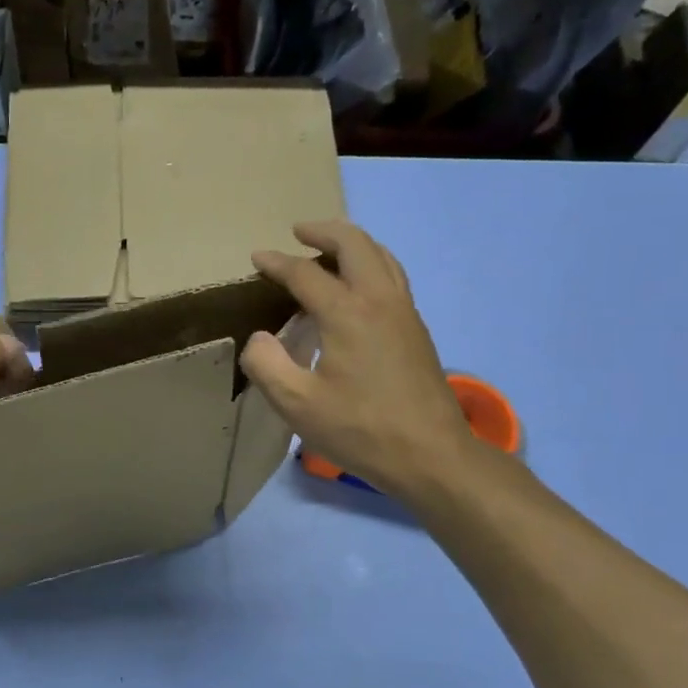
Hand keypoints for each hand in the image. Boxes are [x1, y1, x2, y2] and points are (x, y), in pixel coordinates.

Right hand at [244, 221, 478, 500]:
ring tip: (328, 249)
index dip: (277, 264)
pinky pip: (392, 276)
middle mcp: (379, 300)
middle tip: (298, 233)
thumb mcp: (297, 404)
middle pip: (355, 244)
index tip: (257, 259)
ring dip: (352, 243)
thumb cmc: (360, 429)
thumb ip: (266, 364)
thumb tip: (260, 338)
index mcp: (347, 313)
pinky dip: (370, 263)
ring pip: (381, 256)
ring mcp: (404, 312)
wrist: (430, 455)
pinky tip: (358, 286)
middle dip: (324, 232)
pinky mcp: (416, 329)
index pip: (306, 274)